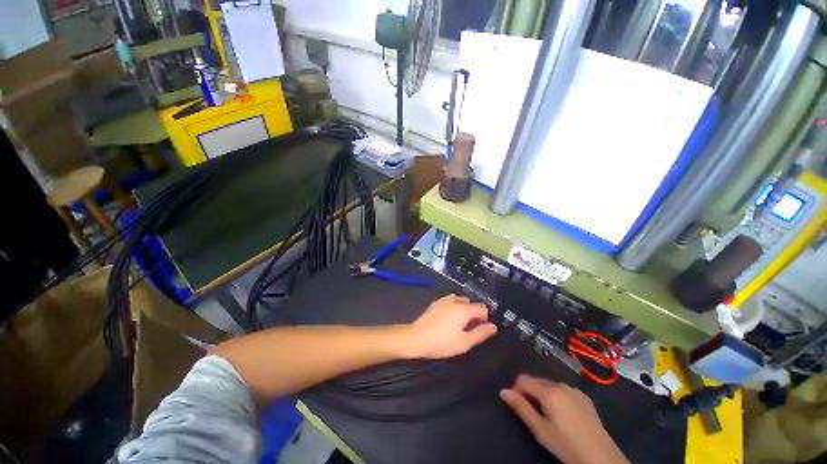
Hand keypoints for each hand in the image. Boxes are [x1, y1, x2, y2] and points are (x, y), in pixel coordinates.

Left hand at [401, 294, 496, 358]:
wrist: (416, 338)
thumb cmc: (442, 343)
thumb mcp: (464, 343)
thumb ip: (480, 333)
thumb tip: (493, 327)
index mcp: (464, 309)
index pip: (483, 308)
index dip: (485, 319)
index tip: (479, 330)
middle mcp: (455, 300)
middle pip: (472, 303)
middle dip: (474, 314)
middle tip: (468, 329)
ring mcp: (444, 300)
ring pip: (461, 301)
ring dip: (464, 309)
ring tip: (459, 324)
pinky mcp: (436, 303)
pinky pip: (450, 301)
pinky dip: (454, 307)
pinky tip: (448, 319)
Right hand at [500, 375, 628, 463]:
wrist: (602, 459)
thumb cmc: (566, 445)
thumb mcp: (540, 430)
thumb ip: (521, 408)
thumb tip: (503, 391)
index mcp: (549, 391)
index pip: (523, 379)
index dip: (516, 389)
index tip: (518, 406)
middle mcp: (561, 385)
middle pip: (536, 380)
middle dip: (530, 392)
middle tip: (533, 415)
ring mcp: (575, 390)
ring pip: (550, 385)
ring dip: (543, 395)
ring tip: (548, 416)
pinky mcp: (585, 397)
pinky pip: (563, 390)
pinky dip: (557, 397)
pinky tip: (564, 416)